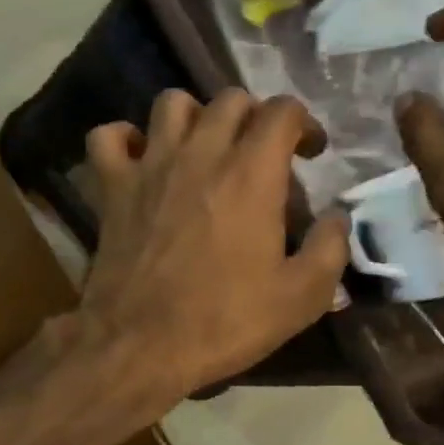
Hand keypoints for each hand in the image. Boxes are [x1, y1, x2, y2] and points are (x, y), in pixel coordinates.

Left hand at [70, 89, 348, 414]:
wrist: (140, 345)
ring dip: (193, 116)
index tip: (310, 153)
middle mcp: (199, 154)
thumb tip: (336, 217)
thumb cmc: (223, 321)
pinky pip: (107, 138)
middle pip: (229, 99)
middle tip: (260, 153)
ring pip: (170, 103)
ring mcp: (149, 166)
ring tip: (203, 148)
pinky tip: (140, 159)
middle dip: (254, 117)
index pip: (282, 110)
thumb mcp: (301, 297)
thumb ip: (330, 248)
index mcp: (251, 174)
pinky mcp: (112, 188)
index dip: (304, 123)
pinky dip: (124, 139)